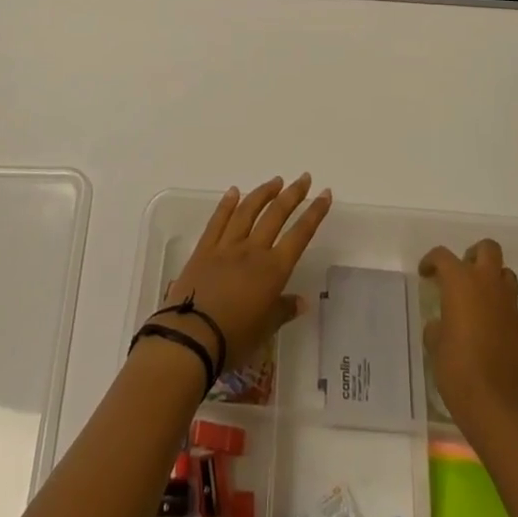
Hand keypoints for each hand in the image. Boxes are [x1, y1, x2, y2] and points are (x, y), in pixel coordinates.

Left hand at [158, 175, 331, 368]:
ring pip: (248, 211)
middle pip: (276, 215)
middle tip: (303, 178)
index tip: (325, 194)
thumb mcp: (265, 330)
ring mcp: (227, 246)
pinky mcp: (204, 249)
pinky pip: (218, 220)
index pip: (300, 235)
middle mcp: (253, 250)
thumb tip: (302, 301)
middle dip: (293, 195)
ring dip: (263, 193)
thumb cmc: (234, 338)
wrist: (192, 337)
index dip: (314, 213)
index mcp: (273, 270)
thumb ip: (283, 311)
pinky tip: (234, 192)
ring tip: (275, 181)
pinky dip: (227, 204)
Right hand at [420, 239, 517, 435]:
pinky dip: (503, 313)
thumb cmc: (458, 371)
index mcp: (461, 283)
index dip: (432, 261)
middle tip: (462, 274)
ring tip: (479, 301)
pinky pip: (514, 310)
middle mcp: (489, 285)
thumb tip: (442, 325)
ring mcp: (511, 307)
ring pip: (506, 275)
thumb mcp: (436, 346)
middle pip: (488, 249)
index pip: (443, 256)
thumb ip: (438, 327)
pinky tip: (493, 336)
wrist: (500, 409)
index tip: (426, 274)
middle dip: (474, 255)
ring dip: (493, 281)